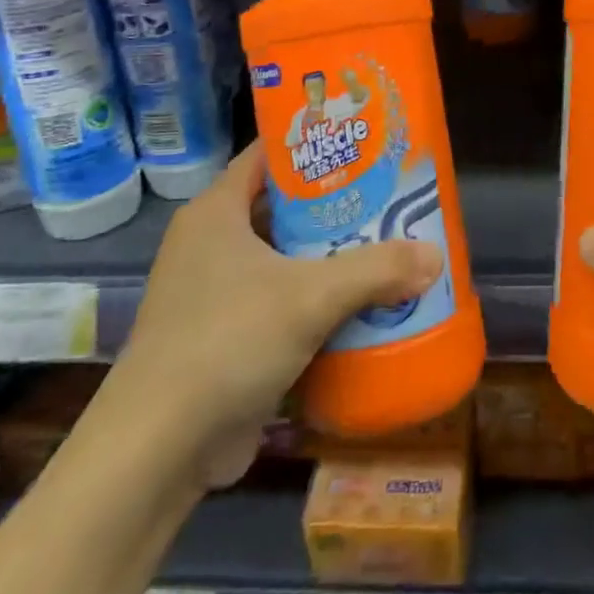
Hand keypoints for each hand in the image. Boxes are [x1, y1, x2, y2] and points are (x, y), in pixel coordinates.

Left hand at [110, 141, 442, 488]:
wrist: (157, 453)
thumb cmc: (226, 342)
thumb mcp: (310, 296)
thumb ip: (375, 270)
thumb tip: (435, 256)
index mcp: (216, 212)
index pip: (270, 154)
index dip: (315, 143)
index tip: (365, 141)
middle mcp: (212, 244)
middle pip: (285, 207)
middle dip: (338, 204)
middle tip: (391, 195)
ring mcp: (216, 293)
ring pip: (287, 258)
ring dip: (332, 256)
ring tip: (390, 244)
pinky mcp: (227, 338)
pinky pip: (283, 303)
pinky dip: (319, 301)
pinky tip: (364, 304)